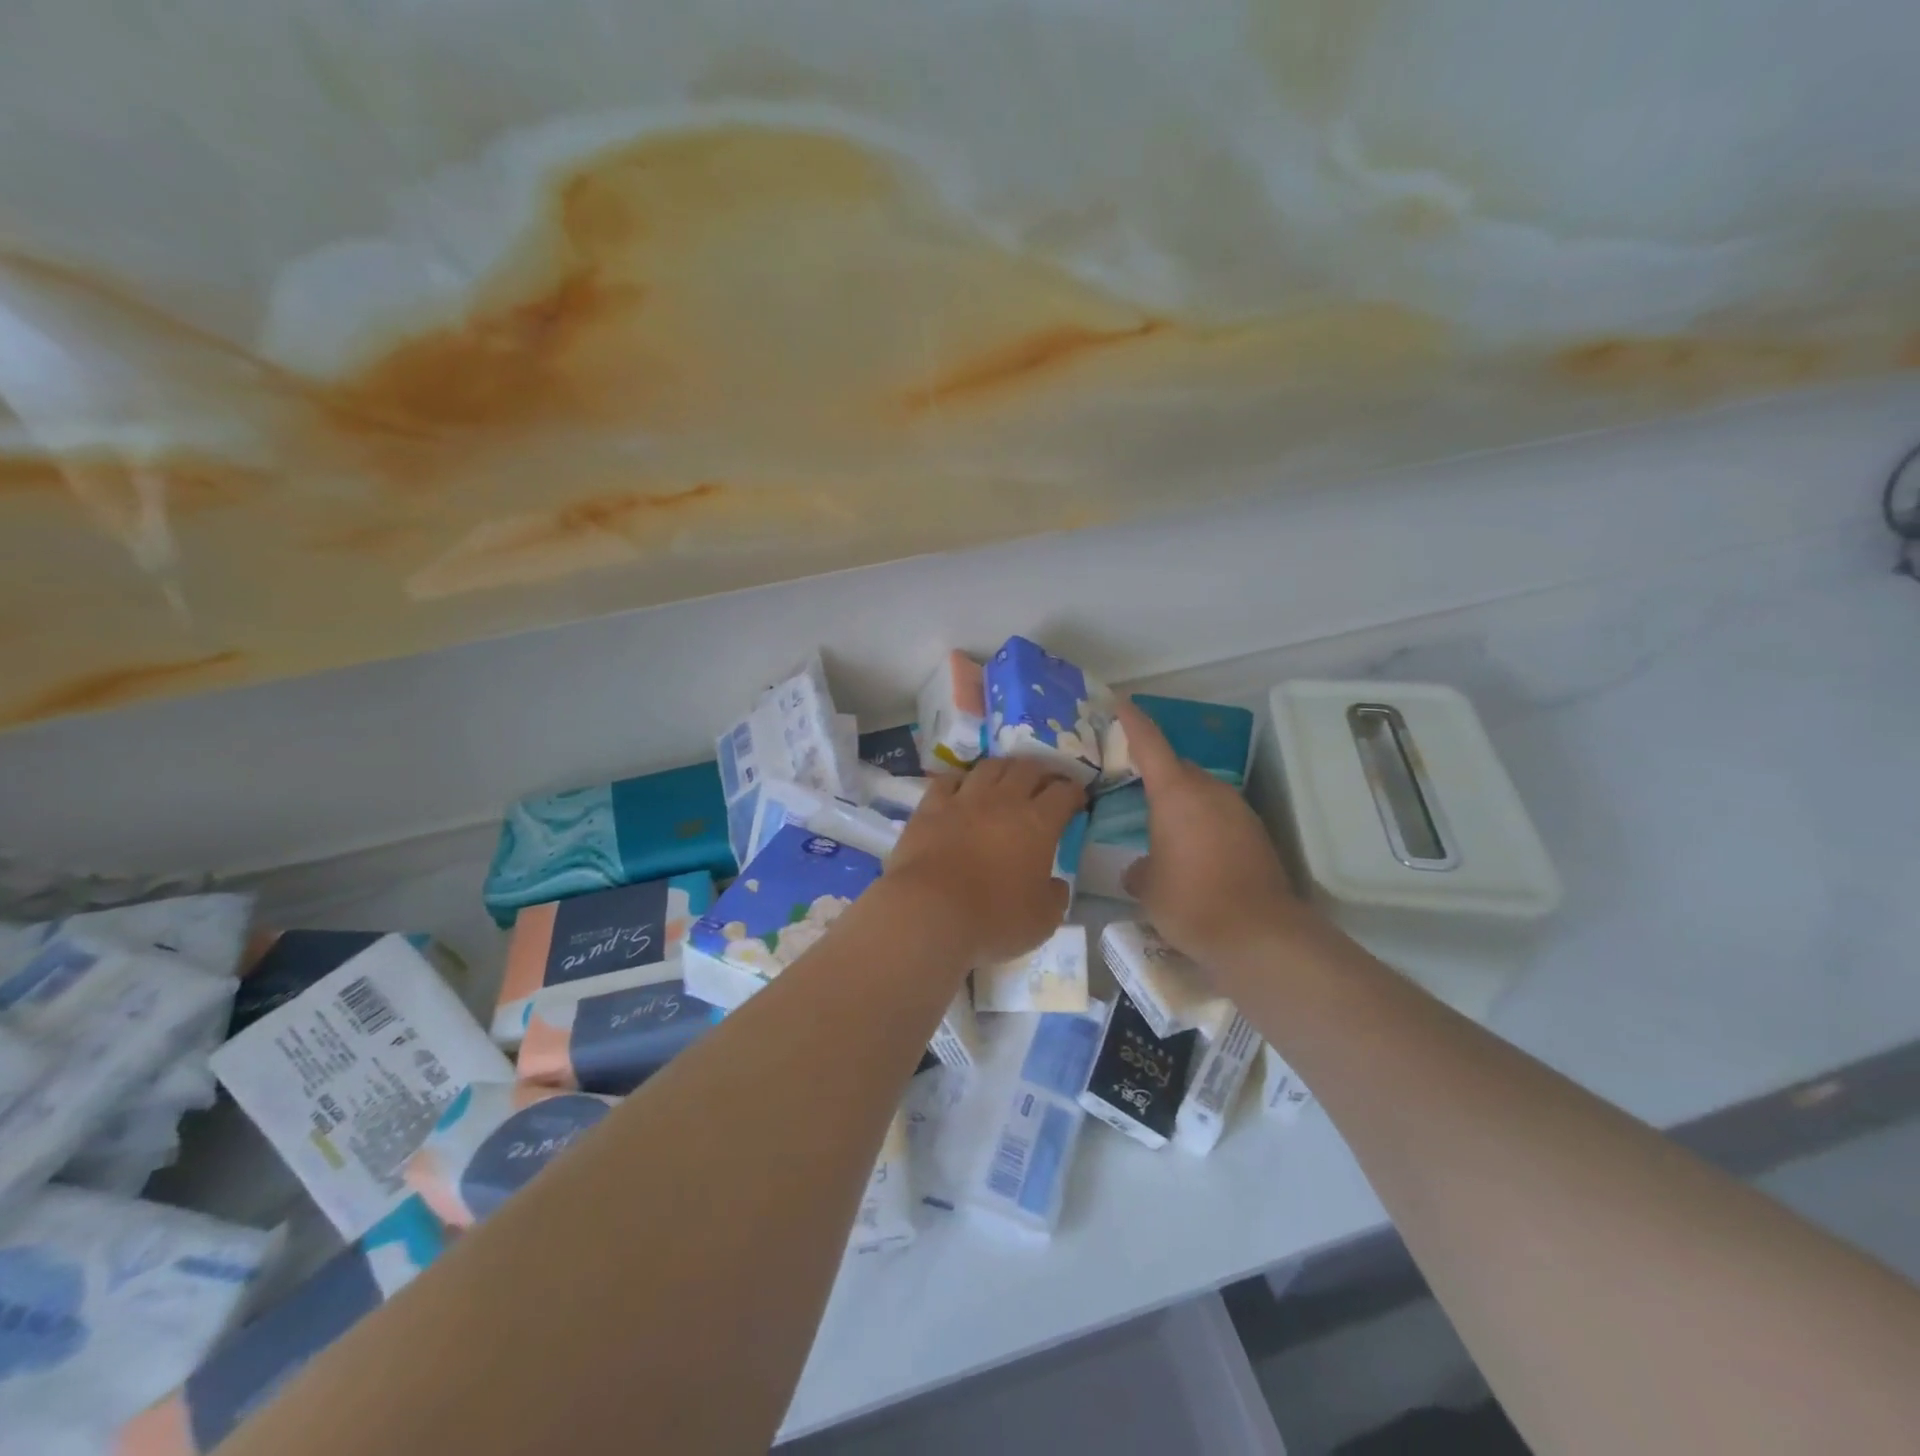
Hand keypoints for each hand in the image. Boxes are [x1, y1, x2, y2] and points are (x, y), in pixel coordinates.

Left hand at [883, 758, 1083, 964]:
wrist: (930, 911)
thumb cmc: (994, 918)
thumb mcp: (1043, 920)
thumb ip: (1055, 897)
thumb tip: (1056, 883)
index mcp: (1039, 823)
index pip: (1064, 793)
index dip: (1074, 792)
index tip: (1077, 800)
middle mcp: (1004, 800)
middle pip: (1028, 769)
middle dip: (1042, 772)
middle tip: (1045, 783)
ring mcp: (964, 799)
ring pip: (990, 767)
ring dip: (1004, 768)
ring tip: (1007, 777)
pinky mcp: (931, 806)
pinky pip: (949, 780)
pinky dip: (960, 780)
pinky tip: (962, 787)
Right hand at [1116, 699, 1321, 972]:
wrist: (1259, 934)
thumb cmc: (1190, 901)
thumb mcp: (1147, 887)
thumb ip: (1139, 869)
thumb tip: (1140, 868)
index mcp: (1176, 794)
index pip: (1150, 744)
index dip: (1133, 721)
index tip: (1121, 701)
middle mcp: (1210, 791)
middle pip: (1178, 768)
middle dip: (1156, 771)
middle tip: (1132, 783)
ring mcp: (1238, 811)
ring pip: (1202, 792)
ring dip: (1182, 801)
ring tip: (1161, 825)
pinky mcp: (1256, 834)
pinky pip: (1220, 815)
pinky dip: (1203, 823)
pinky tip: (1193, 852)